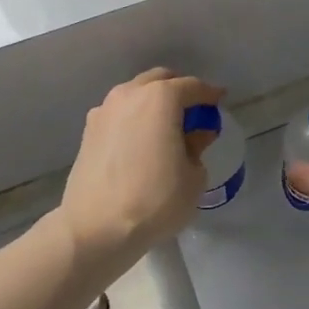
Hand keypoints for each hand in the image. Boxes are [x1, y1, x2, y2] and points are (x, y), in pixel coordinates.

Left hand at [60, 68, 223, 273]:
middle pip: (160, 80)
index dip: (210, 94)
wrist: (96, 229)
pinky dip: (134, 117)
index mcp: (160, 98)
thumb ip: (198, 146)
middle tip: (194, 112)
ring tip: (167, 126)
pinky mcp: (88, 131)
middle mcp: (130, 94)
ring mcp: (104, 111)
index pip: (192, 87)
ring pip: (136, 94)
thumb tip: (197, 134)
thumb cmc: (154, 200)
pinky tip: (142, 140)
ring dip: (154, 102)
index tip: (220, 101)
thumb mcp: (193, 177)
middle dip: (180, 90)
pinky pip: (119, 113)